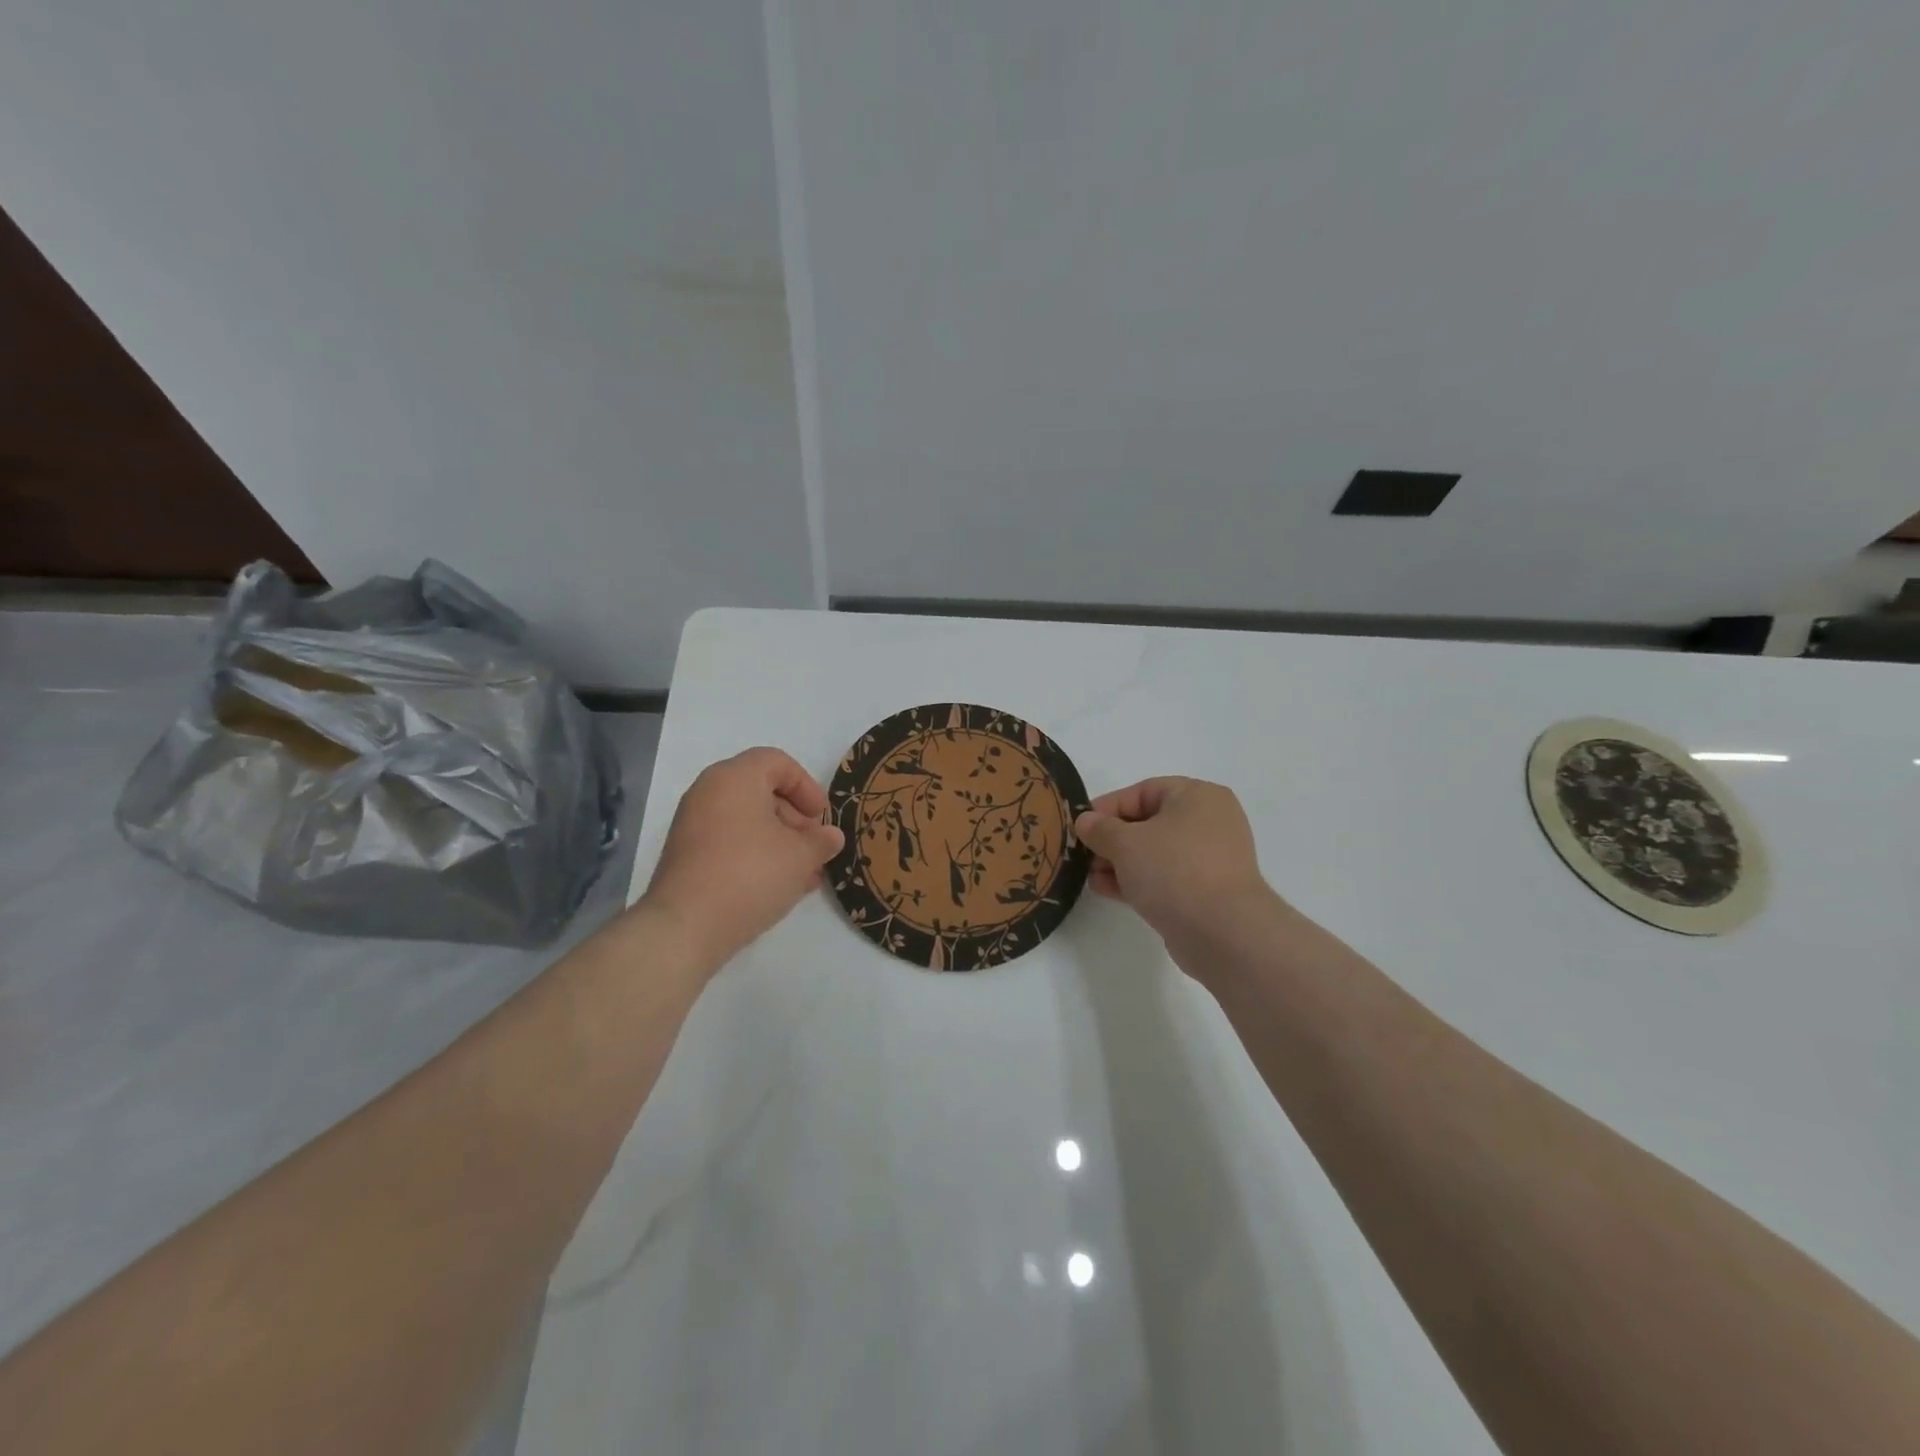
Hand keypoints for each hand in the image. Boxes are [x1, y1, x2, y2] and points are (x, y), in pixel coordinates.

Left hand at [639, 748, 844, 972]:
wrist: (686, 927)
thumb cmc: (750, 874)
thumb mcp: (800, 856)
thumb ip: (821, 841)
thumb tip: (831, 837)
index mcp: (734, 777)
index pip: (778, 762)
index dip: (807, 787)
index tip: (822, 818)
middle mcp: (709, 792)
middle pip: (763, 791)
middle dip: (796, 819)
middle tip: (815, 848)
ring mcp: (693, 825)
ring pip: (748, 821)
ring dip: (781, 842)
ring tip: (805, 874)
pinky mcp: (687, 856)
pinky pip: (731, 843)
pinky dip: (757, 855)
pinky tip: (780, 886)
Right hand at [1075, 777, 1276, 960]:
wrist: (1223, 933)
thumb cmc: (1174, 870)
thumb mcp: (1125, 842)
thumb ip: (1100, 828)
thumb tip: (1085, 822)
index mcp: (1198, 796)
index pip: (1143, 792)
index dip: (1107, 807)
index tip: (1080, 826)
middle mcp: (1210, 822)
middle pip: (1148, 823)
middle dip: (1112, 839)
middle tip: (1083, 853)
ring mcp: (1210, 859)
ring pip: (1155, 853)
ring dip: (1120, 862)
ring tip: (1090, 876)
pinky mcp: (1206, 892)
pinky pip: (1165, 878)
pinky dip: (1137, 880)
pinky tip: (1107, 890)